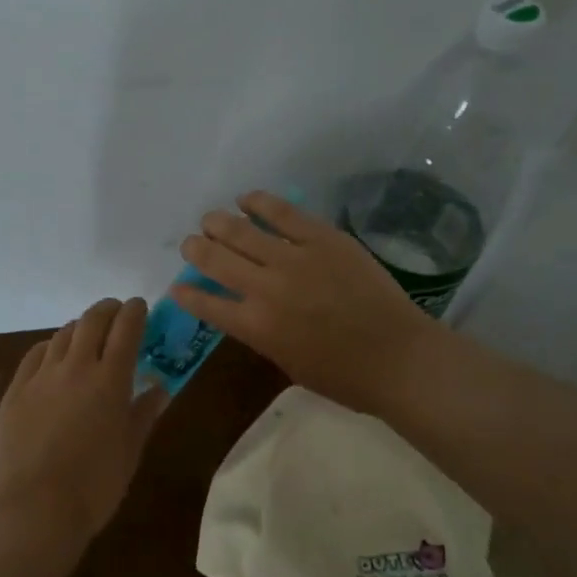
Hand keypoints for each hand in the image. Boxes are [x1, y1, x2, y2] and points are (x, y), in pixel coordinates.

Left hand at [0, 297, 169, 543]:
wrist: (37, 509)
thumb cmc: (96, 484)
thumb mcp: (131, 449)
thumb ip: (145, 412)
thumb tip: (160, 388)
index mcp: (111, 379)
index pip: (126, 328)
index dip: (135, 311)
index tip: (140, 307)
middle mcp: (76, 367)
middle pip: (92, 321)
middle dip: (108, 310)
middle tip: (117, 314)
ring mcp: (41, 377)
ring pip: (63, 334)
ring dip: (80, 327)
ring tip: (88, 335)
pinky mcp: (15, 391)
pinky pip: (35, 355)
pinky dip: (51, 347)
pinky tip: (55, 355)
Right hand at [172, 190, 446, 415]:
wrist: (399, 357)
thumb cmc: (345, 376)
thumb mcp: (289, 363)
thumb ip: (262, 334)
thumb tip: (248, 312)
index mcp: (256, 327)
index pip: (207, 304)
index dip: (187, 294)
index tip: (178, 286)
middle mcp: (266, 289)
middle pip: (216, 259)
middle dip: (196, 249)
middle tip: (191, 244)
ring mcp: (294, 259)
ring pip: (241, 231)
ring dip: (218, 223)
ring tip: (210, 220)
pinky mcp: (322, 238)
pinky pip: (282, 212)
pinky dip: (259, 203)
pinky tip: (246, 199)